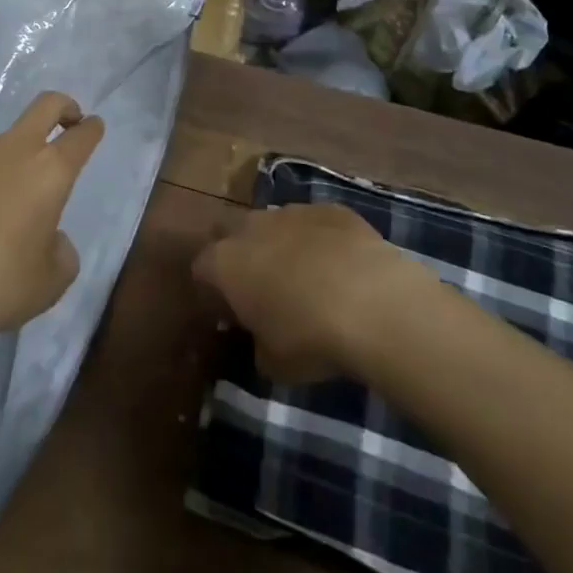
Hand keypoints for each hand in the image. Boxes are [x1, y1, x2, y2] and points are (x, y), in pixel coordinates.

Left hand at [0, 92, 104, 351]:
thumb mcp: (49, 283)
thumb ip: (61, 253)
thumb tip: (49, 239)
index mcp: (49, 171)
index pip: (81, 136)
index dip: (92, 129)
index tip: (94, 127)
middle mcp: (12, 150)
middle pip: (45, 105)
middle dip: (64, 107)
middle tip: (68, 122)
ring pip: (2, 142)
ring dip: (13, 159)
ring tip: (3, 209)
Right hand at [193, 204, 435, 382]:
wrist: (371, 301)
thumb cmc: (309, 338)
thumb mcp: (273, 363)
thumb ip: (258, 346)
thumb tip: (262, 342)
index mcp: (226, 263)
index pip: (201, 268)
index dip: (211, 291)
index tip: (229, 314)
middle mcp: (251, 227)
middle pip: (230, 232)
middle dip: (239, 254)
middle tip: (259, 286)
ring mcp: (292, 211)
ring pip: (274, 223)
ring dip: (279, 244)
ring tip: (304, 277)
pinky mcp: (330, 209)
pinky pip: (314, 222)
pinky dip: (319, 240)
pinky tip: (340, 265)